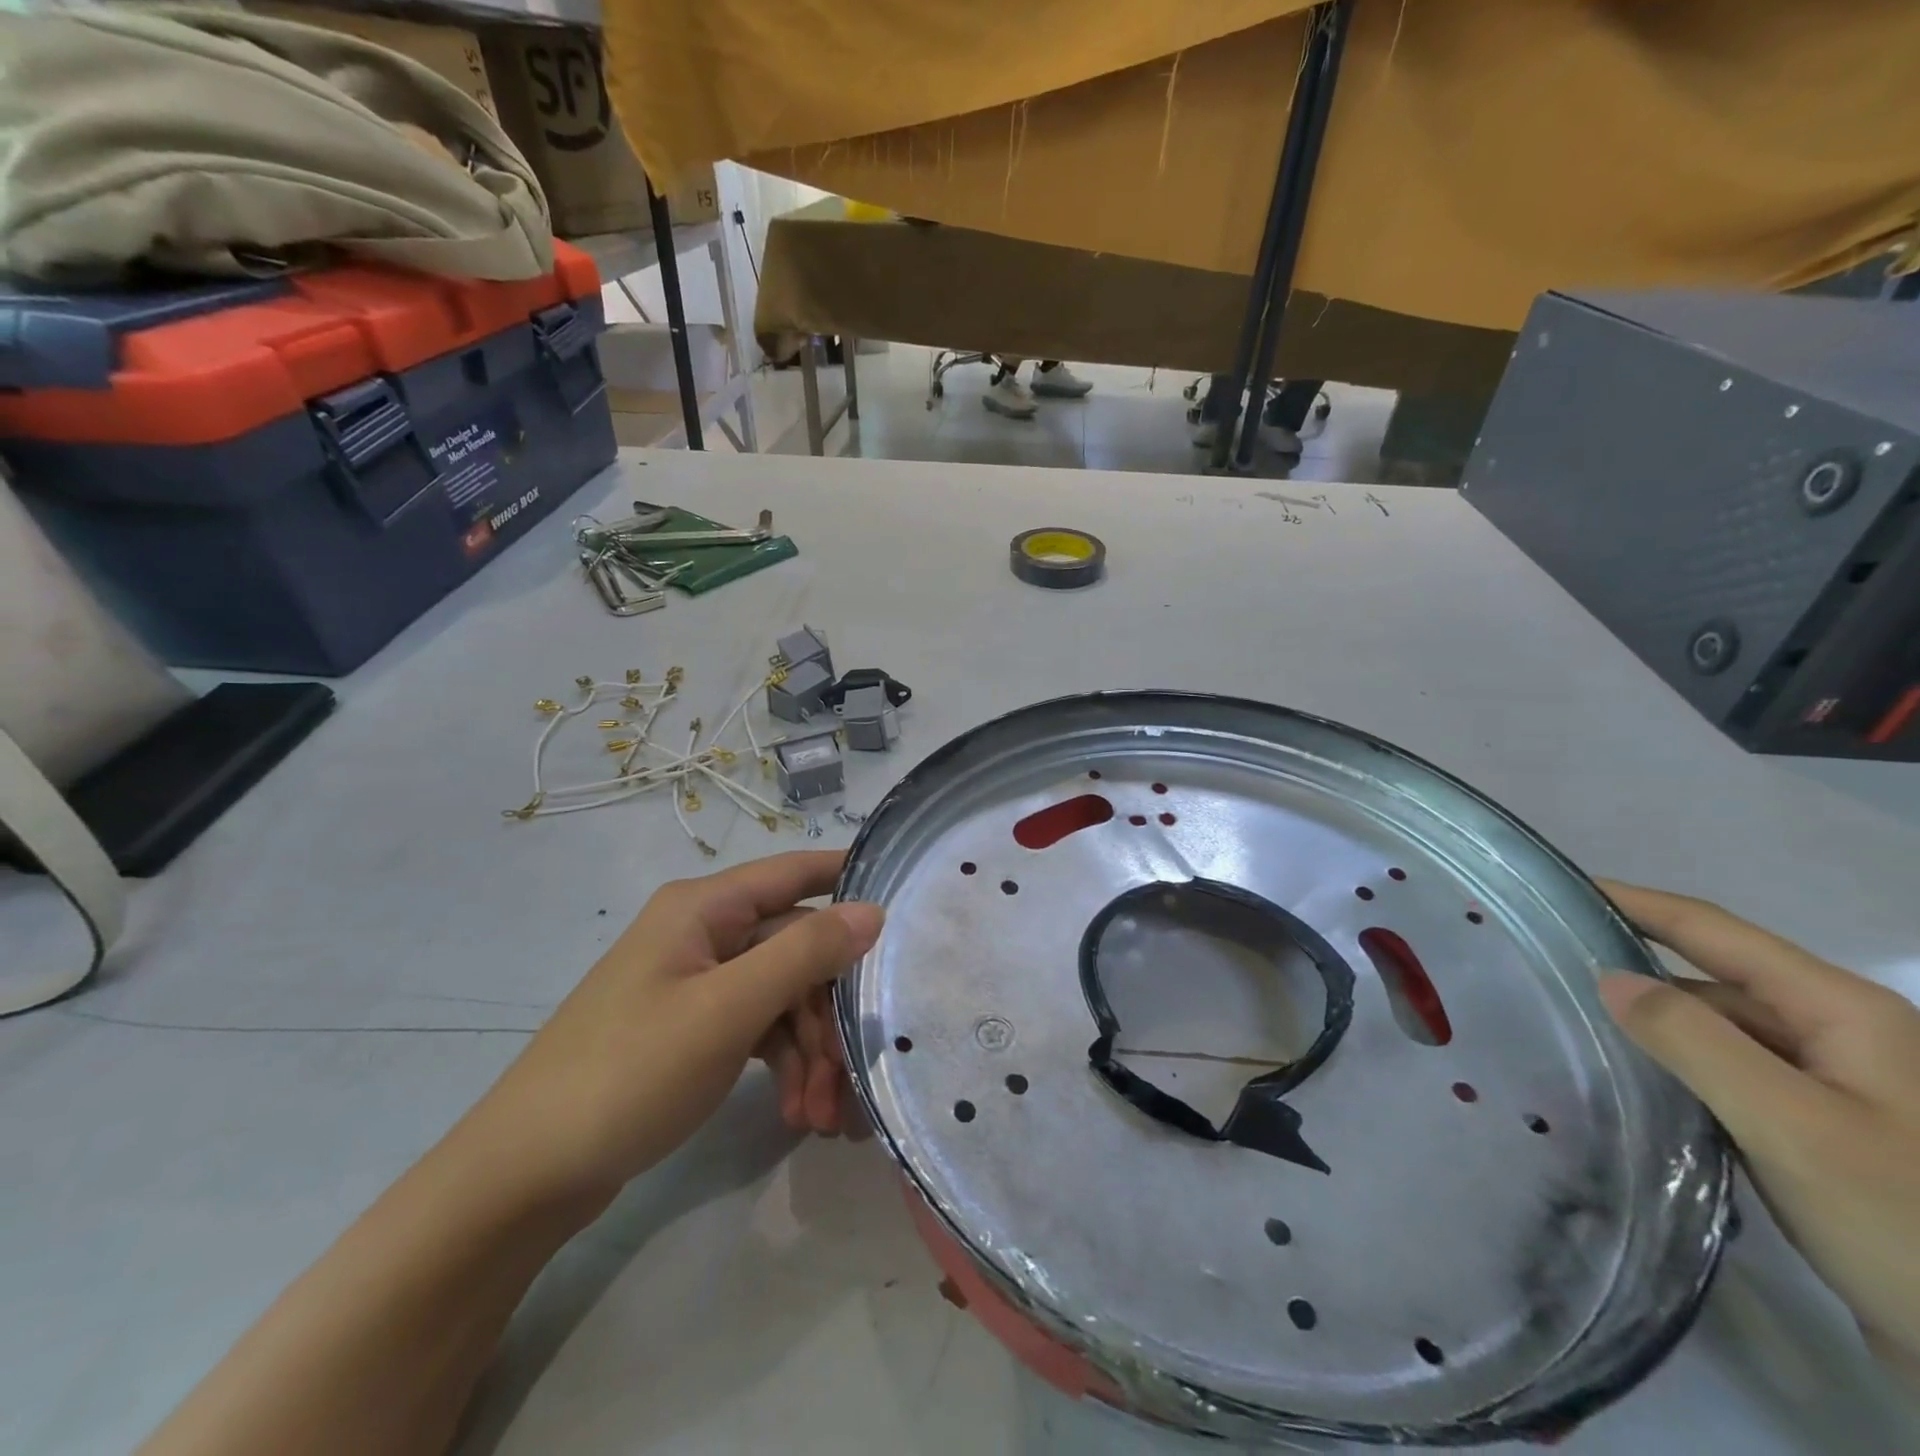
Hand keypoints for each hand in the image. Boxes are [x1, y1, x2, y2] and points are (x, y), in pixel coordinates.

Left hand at [480, 851, 882, 1200]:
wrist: (525, 1176)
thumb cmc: (628, 1073)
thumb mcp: (727, 1009)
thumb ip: (804, 953)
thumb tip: (873, 909)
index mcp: (705, 908)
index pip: (796, 871)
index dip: (850, 878)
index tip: (907, 903)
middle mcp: (705, 933)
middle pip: (797, 949)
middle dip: (830, 1011)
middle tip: (852, 1074)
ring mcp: (699, 983)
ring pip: (783, 996)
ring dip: (811, 1051)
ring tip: (820, 1117)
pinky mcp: (694, 1029)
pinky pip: (759, 1029)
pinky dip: (784, 1065)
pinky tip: (794, 1112)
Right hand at [1597, 882, 1919, 1388]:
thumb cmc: (1908, 1224)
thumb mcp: (1793, 1127)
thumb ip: (1693, 1041)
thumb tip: (1608, 978)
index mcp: (1842, 1012)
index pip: (1712, 930)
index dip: (1634, 901)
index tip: (1559, 889)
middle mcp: (1840, 1036)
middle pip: (1713, 979)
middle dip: (1632, 968)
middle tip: (1545, 969)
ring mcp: (1836, 1087)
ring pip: (1719, 1031)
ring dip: (1653, 1025)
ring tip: (1571, 1025)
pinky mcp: (1823, 1132)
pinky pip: (1730, 1076)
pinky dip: (1677, 1069)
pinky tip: (1634, 1084)